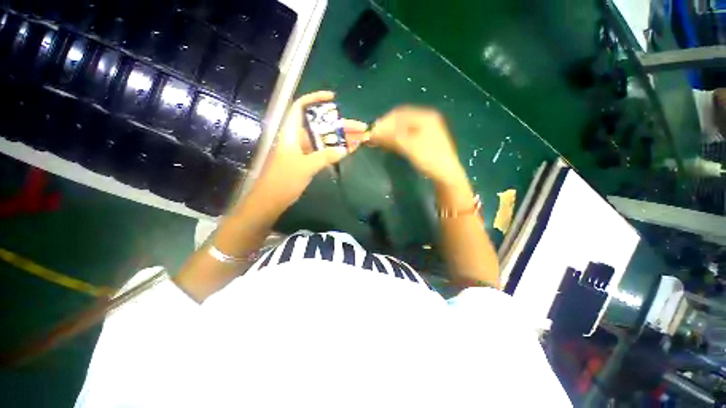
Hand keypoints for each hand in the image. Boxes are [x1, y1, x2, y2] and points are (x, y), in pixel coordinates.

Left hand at [250, 91, 367, 213]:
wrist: (272, 200)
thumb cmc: (284, 180)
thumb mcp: (305, 167)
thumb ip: (325, 157)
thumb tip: (344, 150)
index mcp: (291, 133)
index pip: (300, 107)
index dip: (315, 98)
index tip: (333, 98)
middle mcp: (297, 138)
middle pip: (319, 125)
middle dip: (339, 124)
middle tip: (358, 127)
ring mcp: (303, 151)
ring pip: (323, 139)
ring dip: (340, 138)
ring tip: (358, 139)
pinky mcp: (306, 161)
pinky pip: (323, 151)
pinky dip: (334, 150)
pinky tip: (347, 150)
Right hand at [369, 107, 466, 187]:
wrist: (446, 175)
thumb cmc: (430, 158)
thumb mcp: (410, 146)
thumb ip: (391, 137)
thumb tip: (372, 132)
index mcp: (425, 116)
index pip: (399, 114)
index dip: (384, 122)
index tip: (371, 131)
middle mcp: (426, 119)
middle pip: (400, 120)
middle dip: (386, 127)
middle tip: (373, 137)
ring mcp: (426, 130)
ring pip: (402, 128)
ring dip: (390, 133)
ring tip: (378, 141)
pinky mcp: (424, 140)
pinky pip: (406, 135)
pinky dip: (396, 139)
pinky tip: (389, 144)